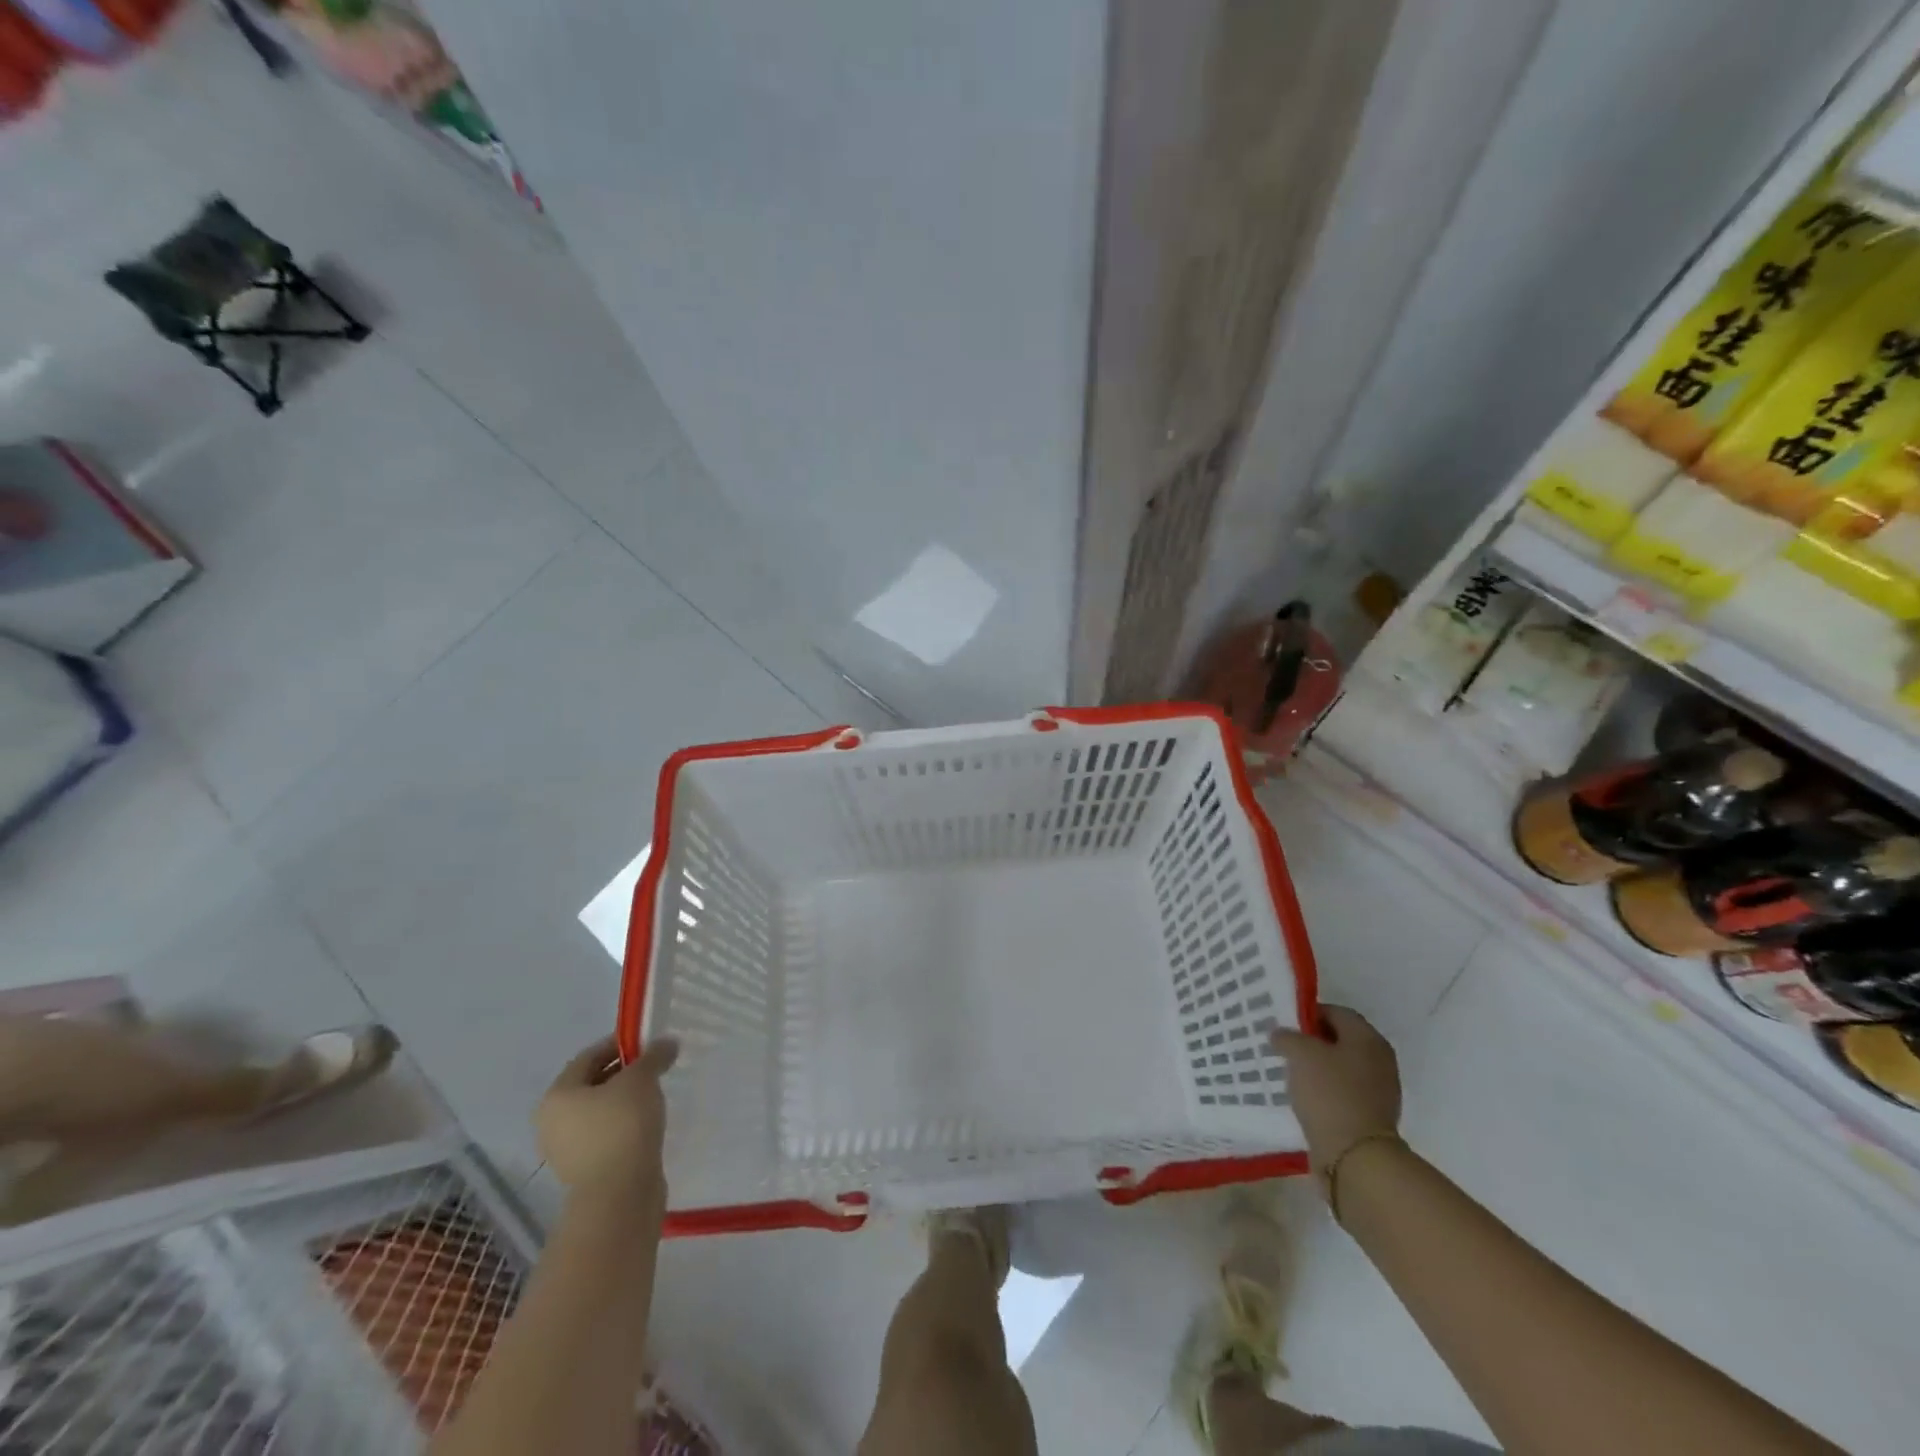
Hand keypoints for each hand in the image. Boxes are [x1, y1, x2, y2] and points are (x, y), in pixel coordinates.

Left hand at [536, 1035, 678, 1198]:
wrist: (619, 1195)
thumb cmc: (622, 1126)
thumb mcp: (642, 1079)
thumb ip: (653, 1056)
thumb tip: (667, 1043)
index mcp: (557, 1095)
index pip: (588, 1056)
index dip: (619, 1043)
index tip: (648, 1042)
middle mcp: (553, 1121)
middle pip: (592, 1084)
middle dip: (623, 1071)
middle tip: (655, 1065)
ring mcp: (567, 1149)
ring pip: (599, 1111)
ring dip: (625, 1099)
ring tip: (655, 1093)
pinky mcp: (585, 1170)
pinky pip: (606, 1134)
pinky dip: (625, 1123)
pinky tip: (648, 1121)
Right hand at [1271, 1005, 1401, 1170]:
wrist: (1356, 1157)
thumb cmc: (1330, 1094)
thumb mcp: (1300, 1054)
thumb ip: (1288, 1037)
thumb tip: (1281, 1034)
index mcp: (1368, 1039)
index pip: (1337, 1012)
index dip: (1309, 1013)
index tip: (1285, 1023)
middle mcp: (1380, 1060)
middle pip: (1341, 1040)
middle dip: (1313, 1041)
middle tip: (1285, 1046)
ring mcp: (1380, 1091)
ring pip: (1342, 1067)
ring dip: (1318, 1067)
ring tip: (1290, 1072)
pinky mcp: (1371, 1116)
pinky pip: (1344, 1092)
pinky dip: (1325, 1091)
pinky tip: (1305, 1097)